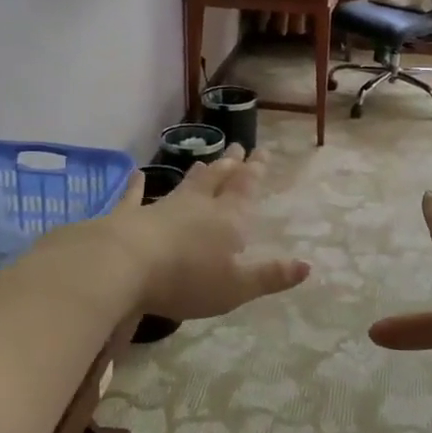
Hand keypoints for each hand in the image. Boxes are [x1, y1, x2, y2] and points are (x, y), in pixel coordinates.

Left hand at [96, 145, 309, 321]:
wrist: (124, 266)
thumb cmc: (187, 279)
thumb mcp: (237, 286)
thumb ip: (271, 276)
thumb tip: (307, 266)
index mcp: (228, 219)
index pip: (246, 188)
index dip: (256, 170)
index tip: (262, 151)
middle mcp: (199, 205)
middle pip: (218, 179)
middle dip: (231, 164)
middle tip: (238, 146)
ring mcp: (164, 207)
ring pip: (186, 184)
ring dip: (199, 172)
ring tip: (207, 160)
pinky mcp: (131, 216)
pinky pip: (136, 197)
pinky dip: (138, 186)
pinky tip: (137, 175)